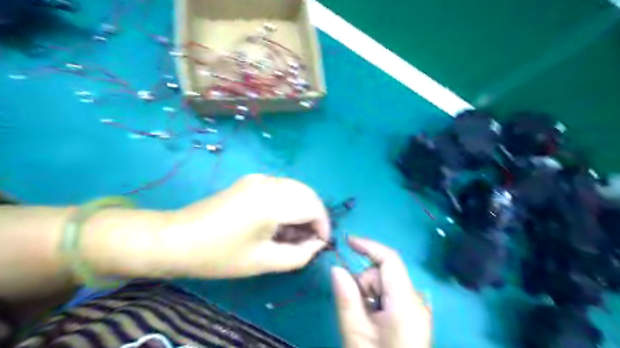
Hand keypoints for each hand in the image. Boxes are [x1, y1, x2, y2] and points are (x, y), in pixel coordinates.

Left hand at [155, 175, 331, 278]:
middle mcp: (269, 183)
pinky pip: (282, 187)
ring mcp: (259, 178)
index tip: (319, 243)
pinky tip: (280, 219)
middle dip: (315, 215)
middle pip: (308, 193)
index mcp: (273, 203)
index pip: (313, 207)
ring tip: (294, 231)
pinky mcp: (251, 180)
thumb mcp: (264, 262)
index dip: (323, 226)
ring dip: (303, 207)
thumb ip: (298, 255)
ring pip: (296, 188)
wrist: (177, 238)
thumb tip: (316, 244)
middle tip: (308, 238)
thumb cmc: (220, 255)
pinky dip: (290, 201)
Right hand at [335, 238, 431, 347]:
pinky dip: (376, 302)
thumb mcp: (356, 335)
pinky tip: (373, 323)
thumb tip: (337, 268)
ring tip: (364, 322)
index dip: (368, 246)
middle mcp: (416, 300)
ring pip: (385, 285)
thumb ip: (346, 298)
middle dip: (364, 282)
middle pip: (384, 273)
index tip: (347, 242)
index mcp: (405, 303)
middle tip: (354, 309)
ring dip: (368, 295)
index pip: (390, 260)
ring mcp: (417, 309)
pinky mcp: (414, 316)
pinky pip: (390, 296)